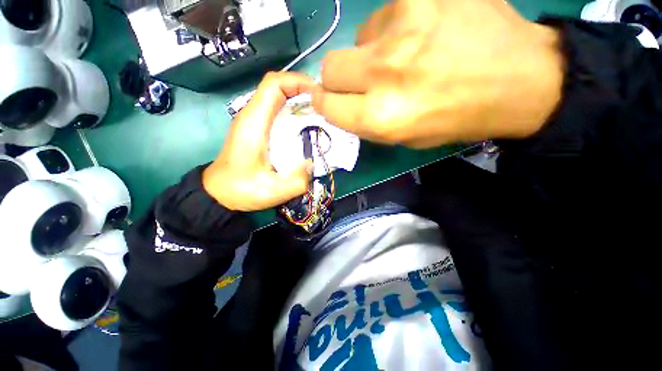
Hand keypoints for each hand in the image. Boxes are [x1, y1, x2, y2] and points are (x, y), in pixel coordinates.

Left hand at [203, 72, 315, 211]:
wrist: (219, 193)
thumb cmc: (241, 190)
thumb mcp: (273, 192)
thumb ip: (298, 181)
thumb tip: (312, 163)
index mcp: (254, 123)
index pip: (273, 84)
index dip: (297, 81)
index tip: (319, 94)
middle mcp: (252, 116)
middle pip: (277, 86)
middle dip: (303, 89)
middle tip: (324, 105)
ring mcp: (253, 121)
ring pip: (277, 97)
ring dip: (299, 99)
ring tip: (319, 113)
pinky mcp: (256, 129)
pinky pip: (276, 110)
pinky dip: (293, 111)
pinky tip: (306, 124)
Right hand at [313, 0, 563, 147]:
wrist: (520, 79)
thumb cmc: (456, 119)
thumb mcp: (404, 139)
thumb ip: (365, 122)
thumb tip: (338, 104)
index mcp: (382, 116)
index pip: (326, 106)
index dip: (325, 103)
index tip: (330, 101)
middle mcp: (385, 73)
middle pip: (330, 68)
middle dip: (337, 80)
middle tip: (361, 82)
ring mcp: (404, 25)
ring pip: (356, 40)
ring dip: (370, 54)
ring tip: (404, 58)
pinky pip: (384, 15)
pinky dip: (392, 30)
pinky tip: (420, 36)